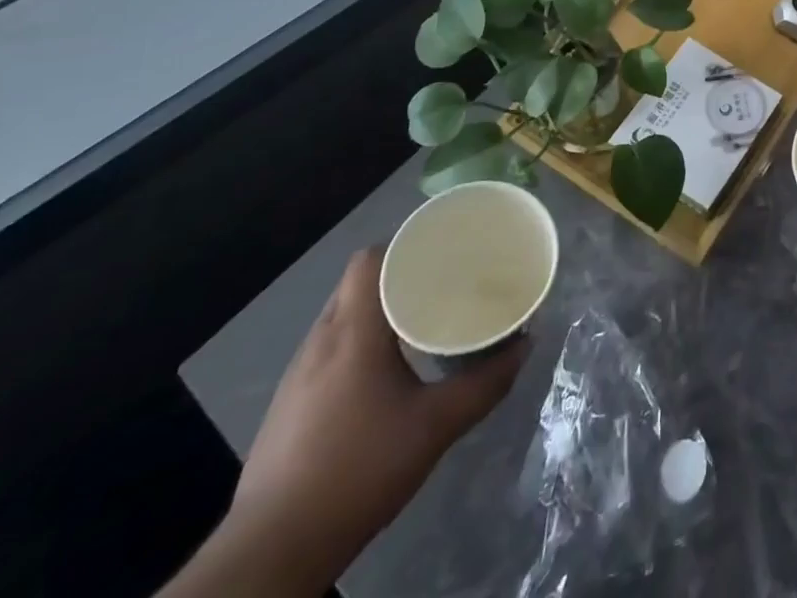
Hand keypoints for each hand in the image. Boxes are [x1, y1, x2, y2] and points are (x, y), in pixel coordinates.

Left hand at [225, 247, 528, 587]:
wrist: (271, 553)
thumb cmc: (358, 471)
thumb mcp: (435, 426)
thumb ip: (485, 383)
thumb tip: (525, 345)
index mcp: (353, 332)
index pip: (370, 259)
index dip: (405, 244)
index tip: (442, 249)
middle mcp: (320, 340)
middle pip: (358, 282)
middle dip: (400, 274)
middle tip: (443, 281)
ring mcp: (298, 374)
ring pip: (343, 314)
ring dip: (379, 308)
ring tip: (421, 318)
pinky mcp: (288, 404)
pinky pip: (330, 346)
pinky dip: (360, 339)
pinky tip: (384, 369)